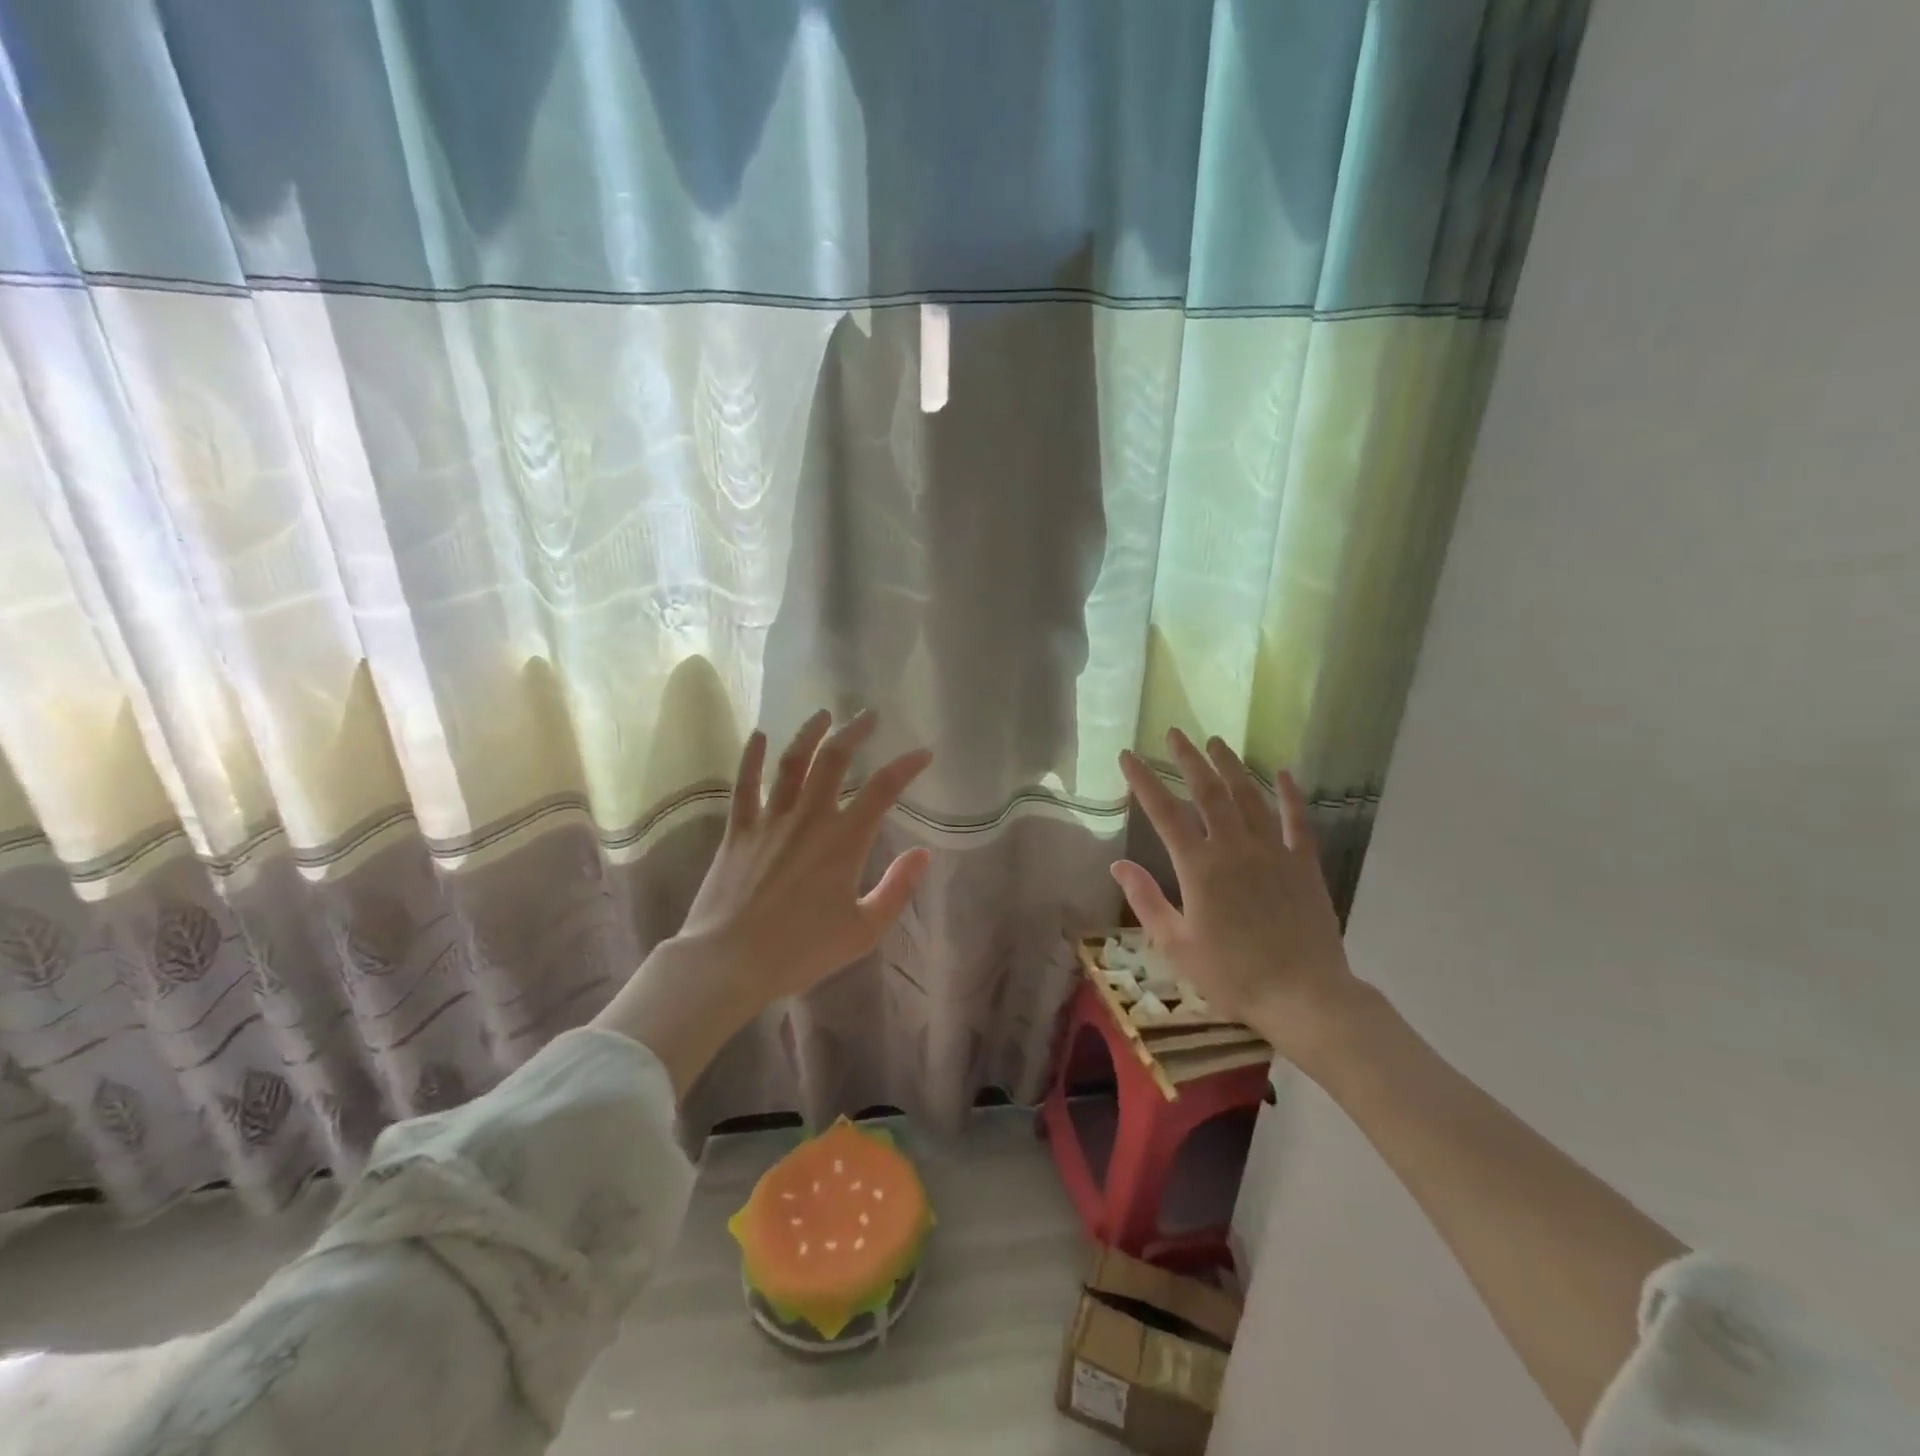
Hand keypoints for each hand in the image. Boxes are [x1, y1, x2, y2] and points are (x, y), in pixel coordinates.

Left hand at [679, 707, 932, 996]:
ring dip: (809, 733)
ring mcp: (770, 820)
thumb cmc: (801, 950)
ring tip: (823, 714)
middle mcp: (809, 818)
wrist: (729, 961)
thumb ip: (897, 889)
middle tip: (869, 715)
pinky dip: (753, 756)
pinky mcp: (738, 830)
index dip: (906, 766)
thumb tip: (923, 854)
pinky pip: (745, 784)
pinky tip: (760, 735)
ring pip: (792, 762)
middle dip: (855, 732)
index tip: (923, 753)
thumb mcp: (863, 931)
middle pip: (834, 760)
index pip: (883, 790)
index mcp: (844, 841)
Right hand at [1112, 729, 1369, 1071]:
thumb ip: (1146, 900)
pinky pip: (1296, 820)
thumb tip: (1118, 863)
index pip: (1164, 812)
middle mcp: (1234, 848)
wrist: (1304, 996)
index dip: (1143, 781)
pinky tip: (1284, 773)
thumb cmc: (1232, 975)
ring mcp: (1272, 851)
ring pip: (1249, 796)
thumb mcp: (1176, 944)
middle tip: (1174, 734)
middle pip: (1208, 791)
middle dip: (1188, 758)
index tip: (1128, 756)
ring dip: (1230, 766)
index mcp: (1199, 868)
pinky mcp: (1303, 863)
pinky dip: (1290, 794)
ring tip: (1216, 742)